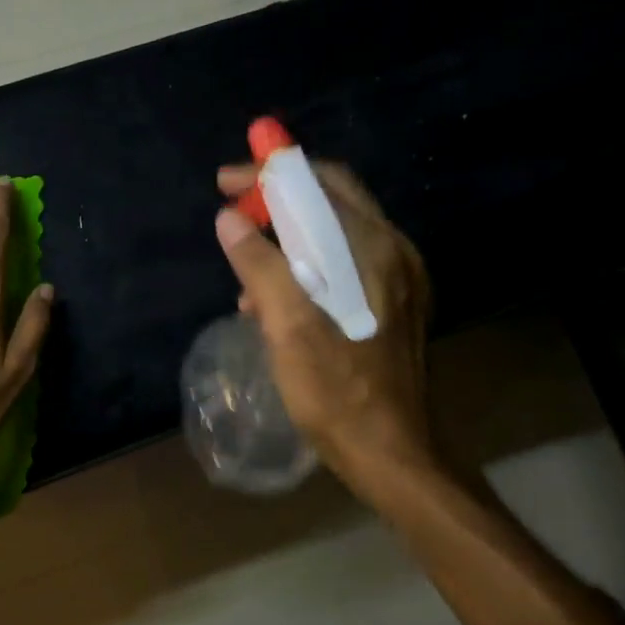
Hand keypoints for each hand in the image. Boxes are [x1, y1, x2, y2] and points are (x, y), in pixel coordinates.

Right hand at [215, 162, 437, 494]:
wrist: (389, 451)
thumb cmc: (335, 389)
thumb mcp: (287, 325)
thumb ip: (259, 264)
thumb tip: (229, 220)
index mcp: (372, 248)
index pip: (318, 183)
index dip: (268, 172)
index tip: (225, 180)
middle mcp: (393, 251)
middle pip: (331, 199)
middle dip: (278, 197)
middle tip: (234, 209)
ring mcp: (399, 278)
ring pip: (336, 232)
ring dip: (289, 234)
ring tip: (247, 265)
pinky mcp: (395, 303)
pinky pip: (345, 261)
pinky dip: (308, 262)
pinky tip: (277, 297)